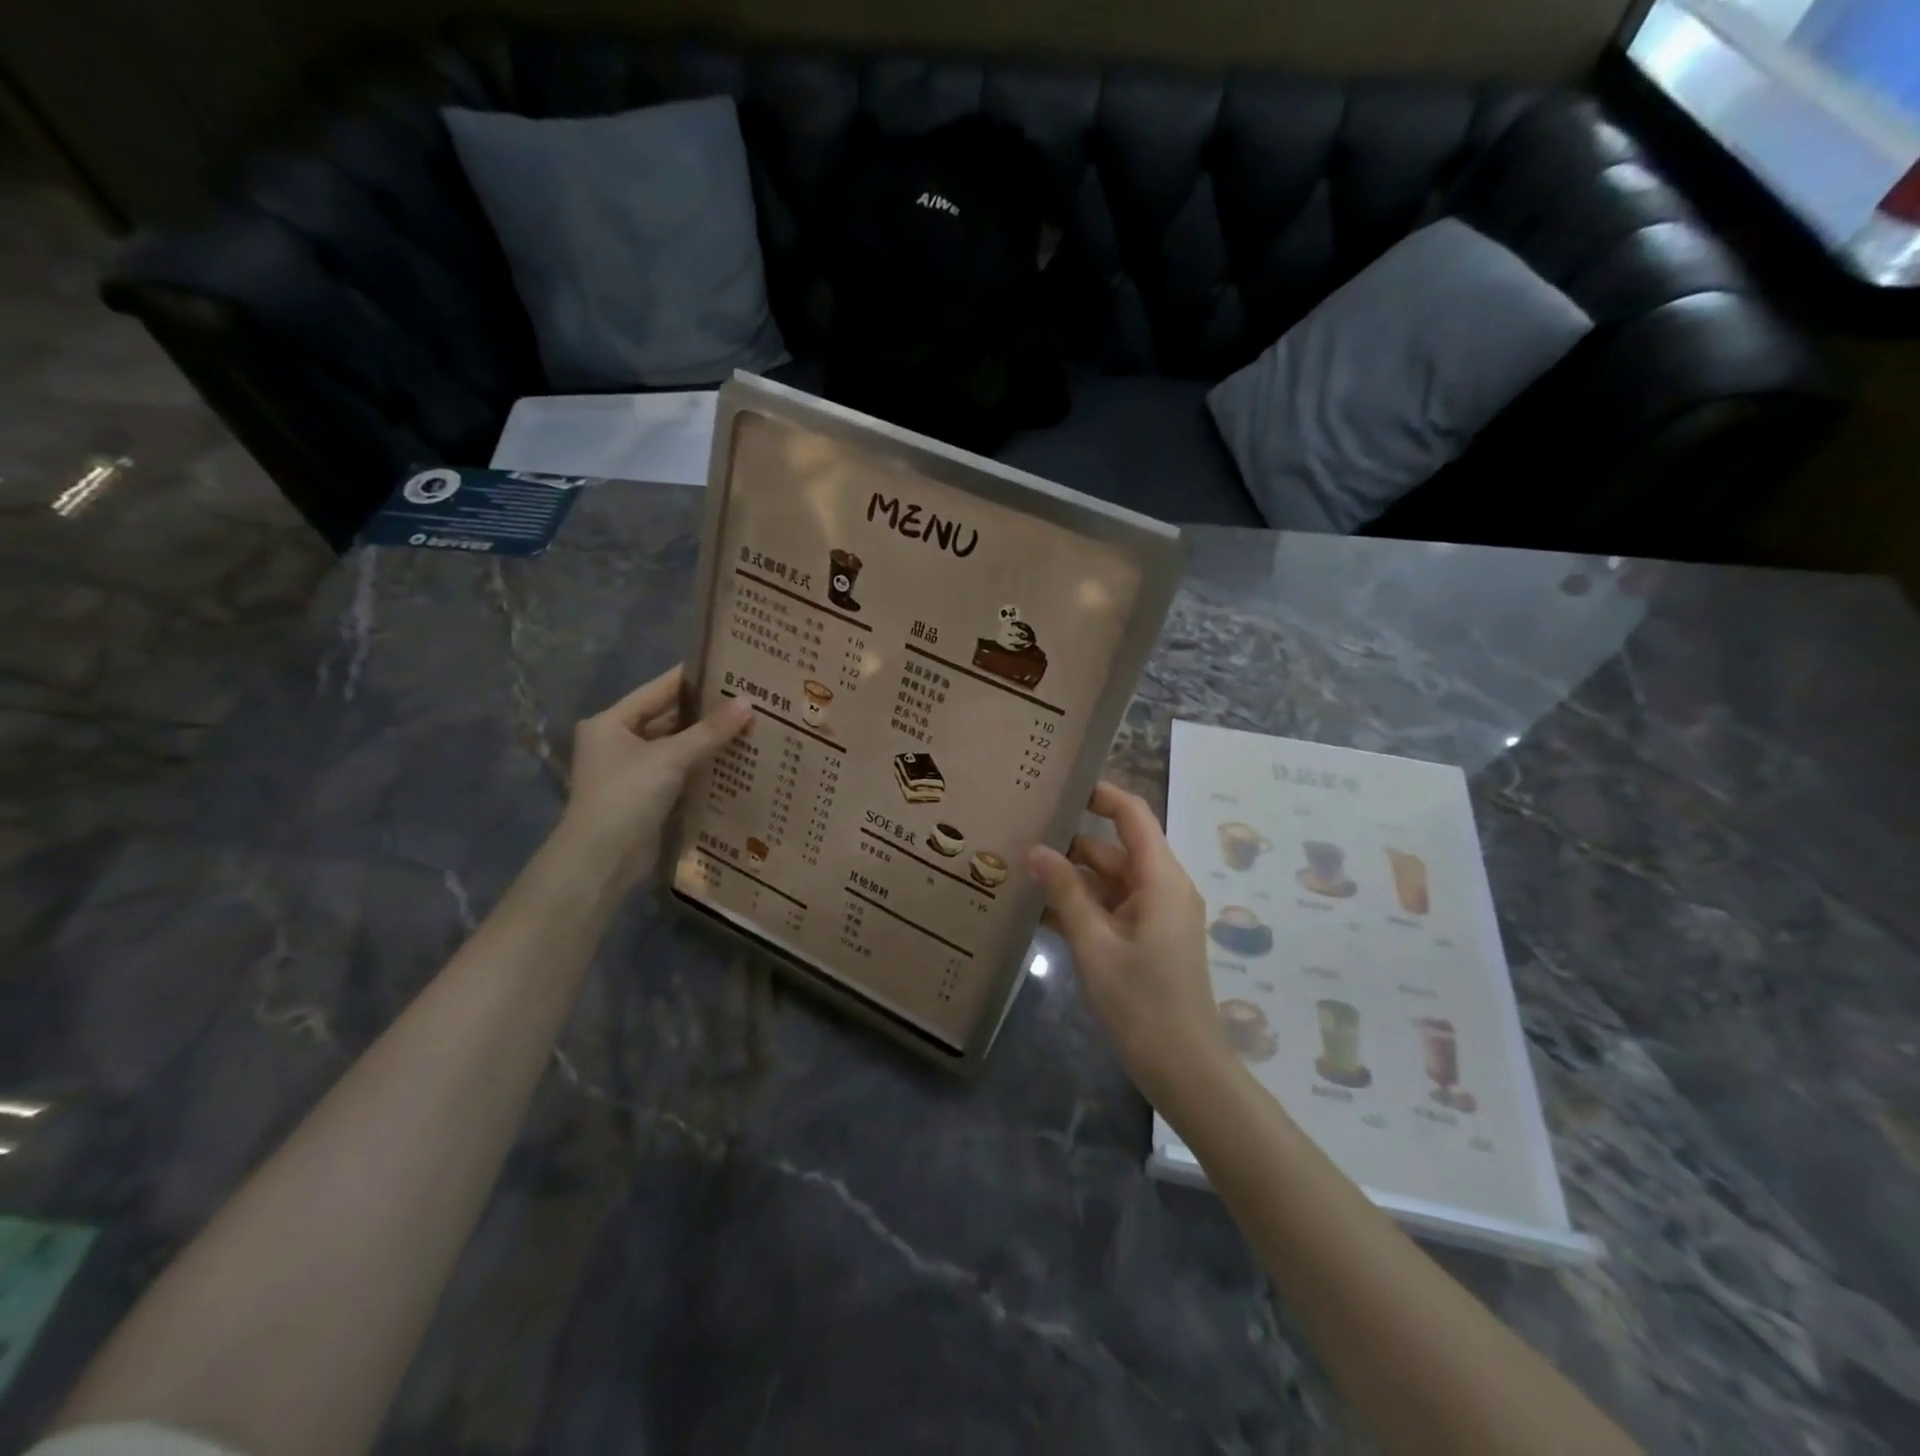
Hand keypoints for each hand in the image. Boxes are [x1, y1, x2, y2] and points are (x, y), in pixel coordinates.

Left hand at [555, 665, 753, 887]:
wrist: (602, 860)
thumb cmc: (627, 796)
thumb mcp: (670, 758)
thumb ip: (710, 731)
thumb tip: (748, 703)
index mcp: (611, 722)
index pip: (659, 689)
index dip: (693, 678)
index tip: (729, 667)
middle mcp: (618, 741)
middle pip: (668, 717)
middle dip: (705, 712)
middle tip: (748, 698)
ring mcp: (632, 771)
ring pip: (675, 746)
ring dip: (706, 740)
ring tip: (749, 725)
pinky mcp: (646, 796)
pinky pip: (679, 771)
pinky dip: (702, 765)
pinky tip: (735, 759)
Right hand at [1028, 782, 1227, 1102]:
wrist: (1184, 1068)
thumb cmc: (1142, 1001)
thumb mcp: (1095, 943)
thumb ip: (1065, 892)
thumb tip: (1035, 848)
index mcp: (1161, 878)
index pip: (1132, 815)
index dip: (1100, 794)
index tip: (1058, 784)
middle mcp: (1161, 888)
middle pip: (1113, 849)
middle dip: (1069, 842)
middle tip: (1019, 833)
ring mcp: (1154, 916)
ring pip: (1108, 881)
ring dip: (1070, 879)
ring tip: (1018, 869)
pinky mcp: (1145, 940)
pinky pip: (1110, 909)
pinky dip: (1080, 907)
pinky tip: (1037, 911)